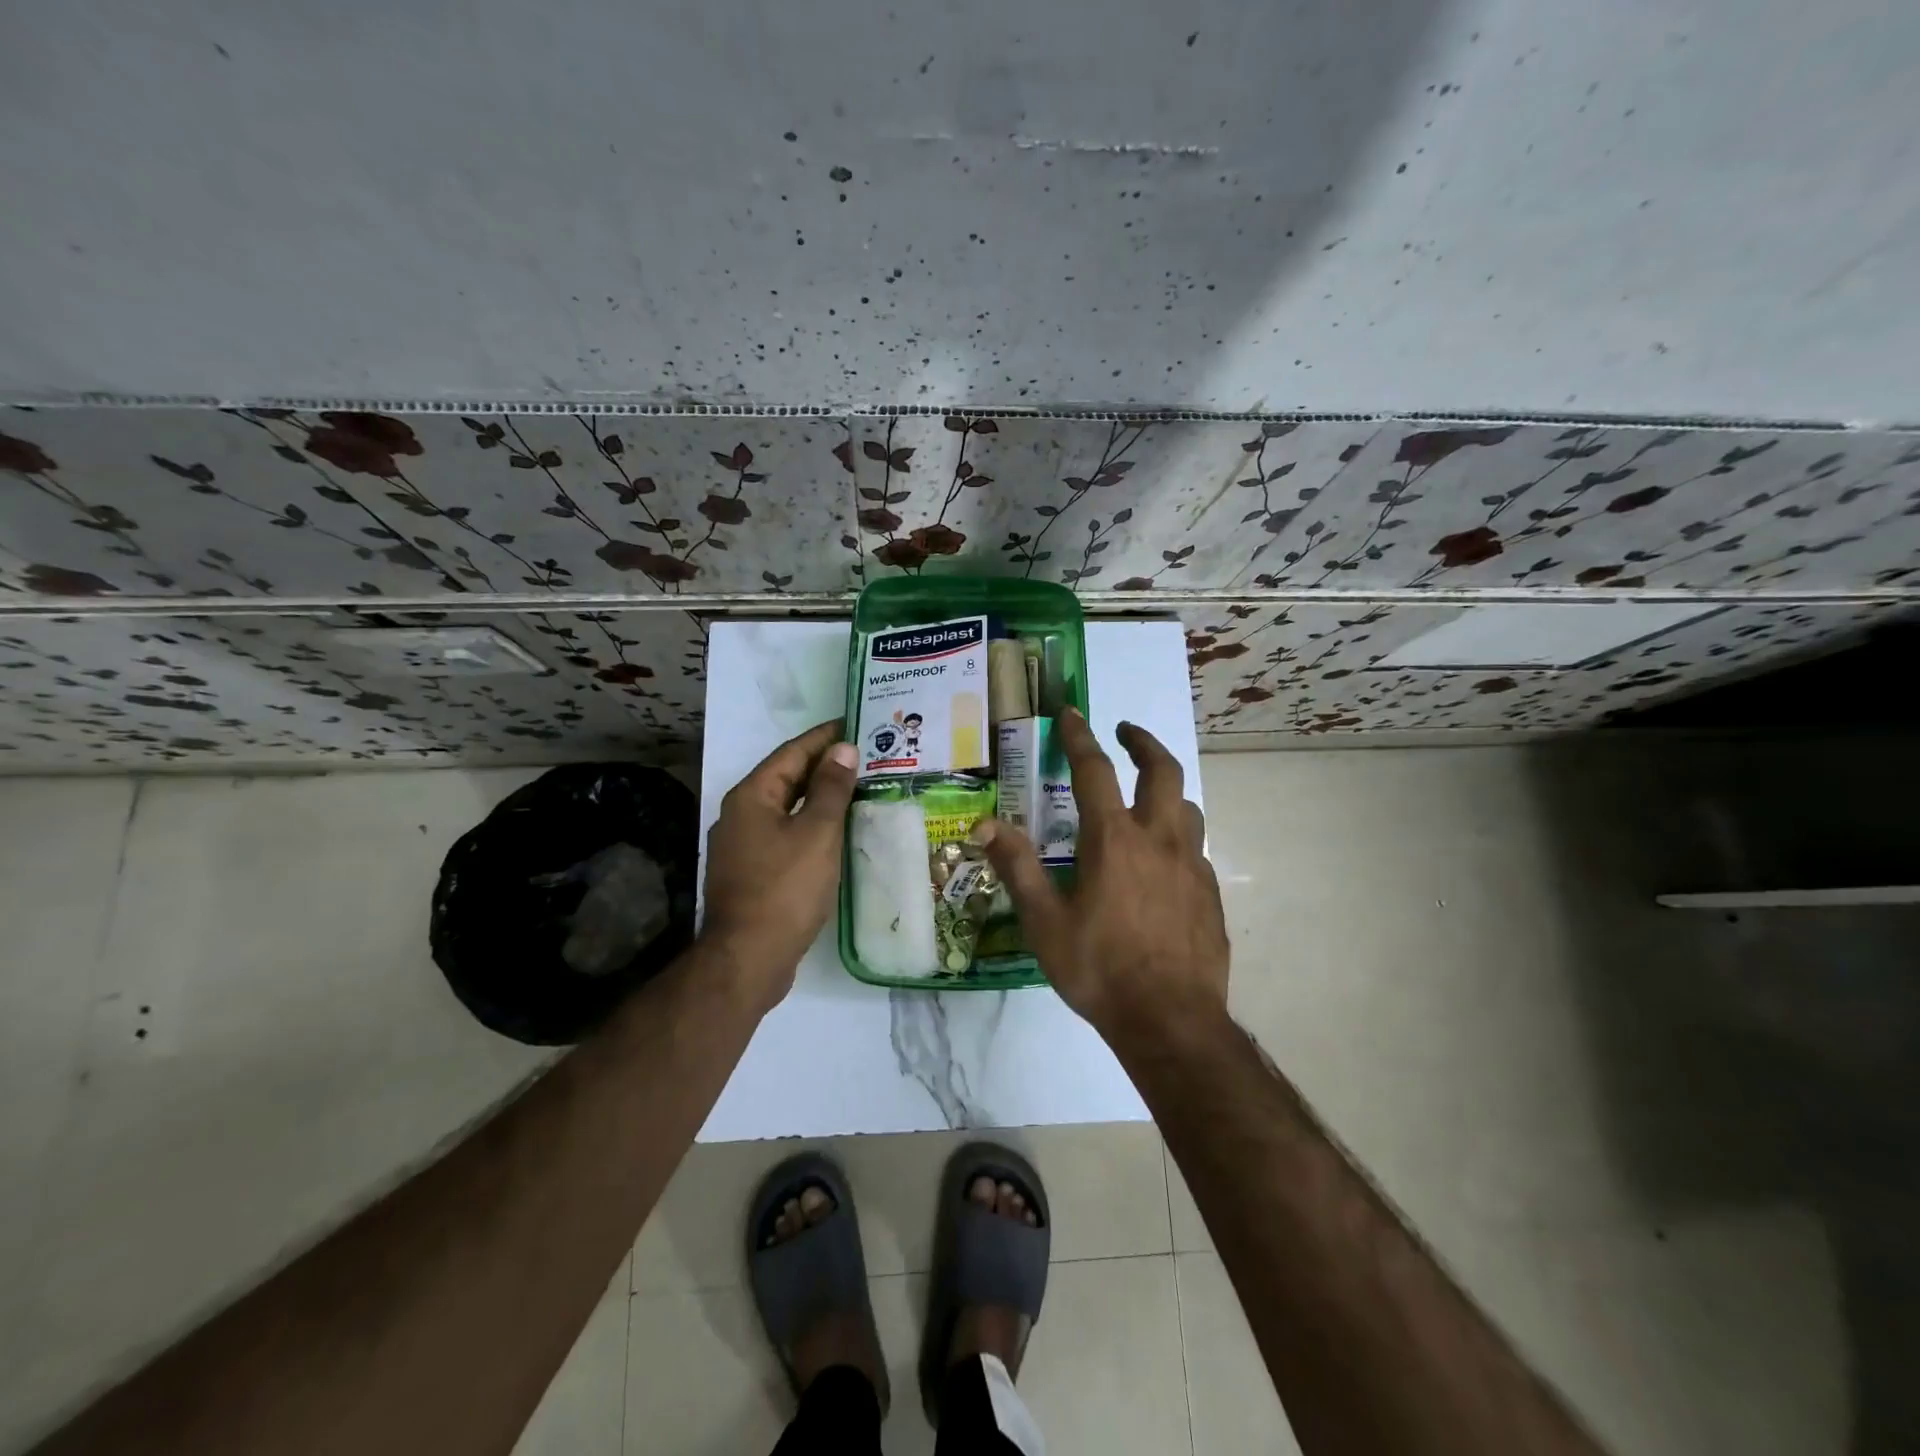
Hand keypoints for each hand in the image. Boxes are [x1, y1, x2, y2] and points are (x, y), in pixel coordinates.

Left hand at [702, 720, 858, 1010]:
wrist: (748, 958)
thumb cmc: (785, 888)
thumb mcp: (817, 832)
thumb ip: (832, 788)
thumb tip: (843, 749)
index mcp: (751, 796)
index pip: (791, 753)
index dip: (824, 737)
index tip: (854, 724)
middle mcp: (740, 815)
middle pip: (786, 779)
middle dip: (823, 766)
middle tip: (863, 756)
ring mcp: (742, 846)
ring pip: (786, 808)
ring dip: (819, 797)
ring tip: (855, 788)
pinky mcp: (751, 873)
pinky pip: (785, 834)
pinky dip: (810, 824)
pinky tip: (834, 832)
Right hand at [974, 710, 1228, 1047]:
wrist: (1170, 1021)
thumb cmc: (1099, 969)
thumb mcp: (1045, 922)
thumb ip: (1017, 867)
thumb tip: (984, 824)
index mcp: (1114, 840)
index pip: (1094, 771)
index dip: (1080, 737)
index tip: (1071, 713)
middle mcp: (1158, 839)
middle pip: (1162, 770)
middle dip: (1142, 742)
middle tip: (1125, 732)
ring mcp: (1191, 865)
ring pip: (1187, 806)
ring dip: (1166, 788)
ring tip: (1147, 795)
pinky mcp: (1209, 892)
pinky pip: (1195, 847)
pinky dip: (1177, 834)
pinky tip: (1163, 860)